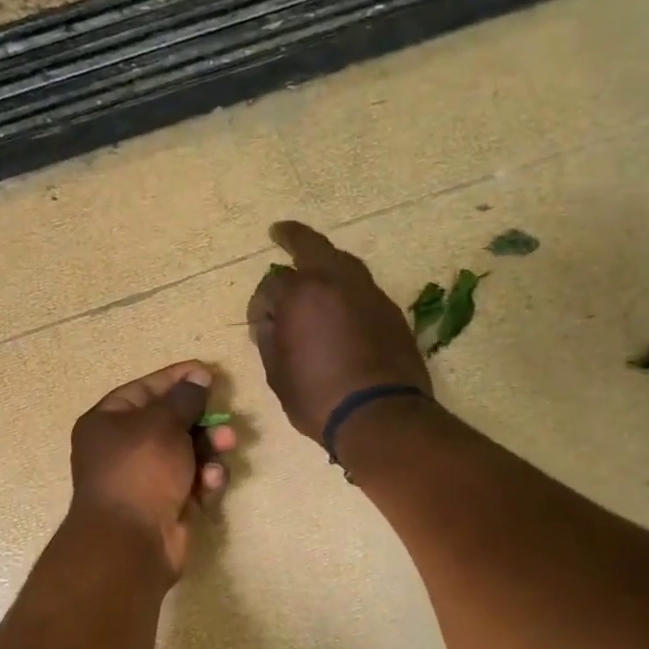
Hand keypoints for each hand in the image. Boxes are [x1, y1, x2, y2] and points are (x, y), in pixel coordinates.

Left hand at [70, 361, 236, 578]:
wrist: (131, 542)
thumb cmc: (140, 470)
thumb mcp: (162, 424)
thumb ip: (185, 398)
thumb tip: (198, 376)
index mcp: (108, 422)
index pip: (146, 389)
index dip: (177, 379)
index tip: (208, 372)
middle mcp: (123, 448)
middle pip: (170, 422)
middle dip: (202, 420)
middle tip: (224, 420)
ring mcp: (146, 478)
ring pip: (187, 452)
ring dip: (210, 449)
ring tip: (226, 447)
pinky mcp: (167, 503)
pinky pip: (192, 481)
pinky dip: (205, 479)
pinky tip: (211, 483)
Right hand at [246, 221, 429, 442]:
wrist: (380, 416)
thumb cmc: (318, 398)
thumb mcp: (277, 373)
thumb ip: (269, 338)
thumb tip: (270, 321)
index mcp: (301, 294)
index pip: (271, 286)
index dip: (259, 305)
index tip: (258, 324)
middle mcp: (336, 282)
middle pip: (311, 246)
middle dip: (292, 237)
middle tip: (280, 232)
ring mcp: (368, 293)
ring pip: (342, 262)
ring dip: (324, 261)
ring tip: (313, 269)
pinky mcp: (390, 310)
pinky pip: (361, 287)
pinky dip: (345, 288)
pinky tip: (339, 305)